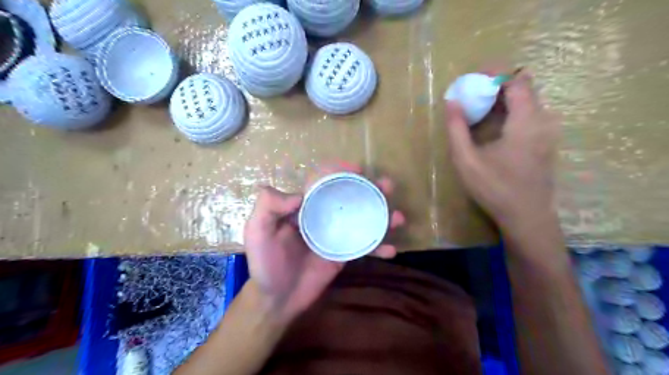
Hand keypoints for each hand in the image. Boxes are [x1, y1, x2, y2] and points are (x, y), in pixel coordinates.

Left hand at [243, 163, 404, 322]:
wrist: (277, 298)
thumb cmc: (265, 264)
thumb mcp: (257, 232)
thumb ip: (268, 207)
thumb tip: (298, 194)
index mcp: (304, 207)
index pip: (323, 181)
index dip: (340, 171)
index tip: (357, 168)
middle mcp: (322, 216)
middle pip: (349, 197)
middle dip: (369, 189)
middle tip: (387, 185)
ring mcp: (336, 235)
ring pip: (362, 219)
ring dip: (382, 215)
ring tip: (398, 216)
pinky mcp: (344, 254)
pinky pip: (364, 247)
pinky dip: (378, 247)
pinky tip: (392, 250)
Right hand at [446, 69, 559, 234]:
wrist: (527, 216)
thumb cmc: (495, 188)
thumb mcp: (467, 160)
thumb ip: (457, 128)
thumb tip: (451, 101)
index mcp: (526, 121)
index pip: (516, 80)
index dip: (495, 73)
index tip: (473, 77)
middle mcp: (543, 120)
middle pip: (523, 87)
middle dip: (496, 85)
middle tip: (471, 93)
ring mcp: (547, 131)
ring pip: (527, 101)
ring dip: (502, 99)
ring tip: (478, 108)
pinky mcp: (545, 141)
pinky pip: (529, 114)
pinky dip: (510, 111)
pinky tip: (492, 126)